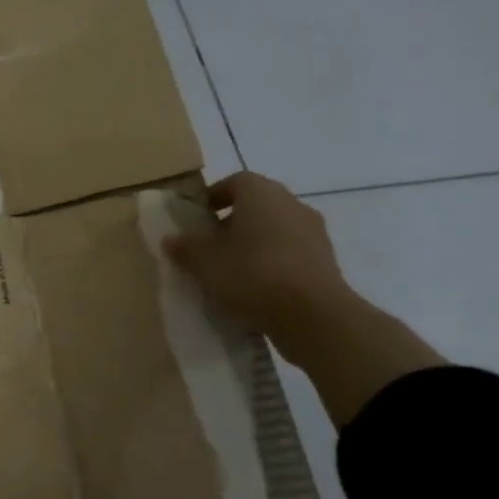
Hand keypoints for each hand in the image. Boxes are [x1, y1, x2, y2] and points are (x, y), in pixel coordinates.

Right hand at [167, 172, 442, 426]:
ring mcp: (314, 234)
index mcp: (262, 194)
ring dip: (254, 244)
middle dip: (232, 222)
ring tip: (231, 271)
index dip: (214, 196)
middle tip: (209, 246)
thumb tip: (172, 239)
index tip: (198, 218)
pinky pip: (291, 255)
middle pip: (257, 206)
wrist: (315, 317)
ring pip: (275, 231)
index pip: (236, 181)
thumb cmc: (253, 274)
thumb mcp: (204, 261)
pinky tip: (256, 289)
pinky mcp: (326, 263)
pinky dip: (273, 264)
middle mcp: (292, 205)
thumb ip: (186, 246)